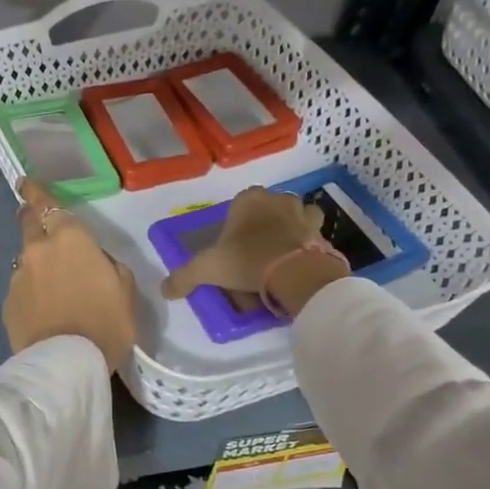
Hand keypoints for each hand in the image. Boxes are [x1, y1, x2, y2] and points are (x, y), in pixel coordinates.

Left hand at [4, 179, 138, 372]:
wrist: (66, 363)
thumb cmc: (106, 323)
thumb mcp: (124, 290)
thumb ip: (108, 265)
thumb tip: (94, 261)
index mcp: (70, 238)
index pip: (46, 203)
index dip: (35, 191)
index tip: (26, 183)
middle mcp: (38, 249)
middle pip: (27, 222)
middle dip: (30, 216)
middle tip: (37, 220)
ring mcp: (18, 276)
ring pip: (25, 258)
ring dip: (35, 262)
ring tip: (50, 284)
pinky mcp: (8, 302)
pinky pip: (20, 287)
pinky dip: (30, 291)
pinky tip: (43, 310)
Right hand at [160, 186, 324, 300]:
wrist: (296, 274)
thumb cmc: (247, 260)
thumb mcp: (206, 269)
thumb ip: (183, 277)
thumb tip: (165, 289)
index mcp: (249, 199)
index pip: (239, 204)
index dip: (235, 226)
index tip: (231, 248)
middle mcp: (278, 199)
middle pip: (268, 211)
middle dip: (262, 229)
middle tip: (253, 257)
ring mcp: (304, 214)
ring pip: (295, 219)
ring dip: (289, 232)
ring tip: (279, 258)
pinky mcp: (323, 234)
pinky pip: (313, 238)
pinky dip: (306, 248)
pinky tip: (297, 267)